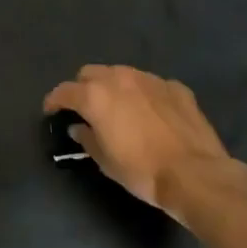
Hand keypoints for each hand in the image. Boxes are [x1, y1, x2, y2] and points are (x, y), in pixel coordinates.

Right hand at [43, 65, 246, 220]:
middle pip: (91, 73)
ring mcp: (150, 79)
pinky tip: (151, 113)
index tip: (51, 111)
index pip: (64, 91)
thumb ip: (87, 139)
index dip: (54, 101)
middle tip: (86, 109)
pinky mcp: (175, 87)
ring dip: (114, 87)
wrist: (195, 174)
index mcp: (96, 96)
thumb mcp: (105, 161)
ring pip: (122, 74)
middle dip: (84, 88)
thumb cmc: (142, 170)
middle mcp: (120, 78)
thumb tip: (79, 128)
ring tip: (119, 108)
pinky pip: (151, 85)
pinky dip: (144, 95)